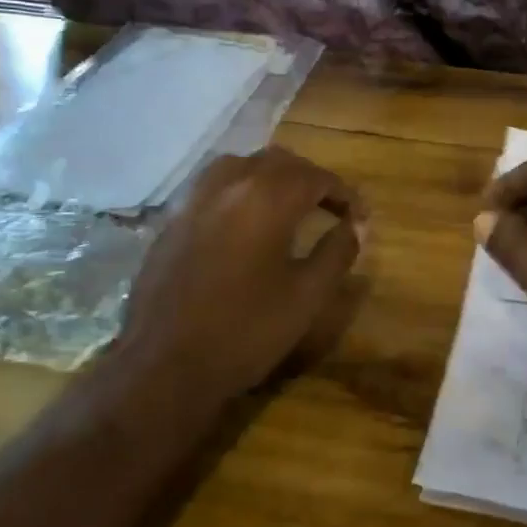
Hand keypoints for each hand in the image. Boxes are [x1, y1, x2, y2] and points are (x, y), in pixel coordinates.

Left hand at [113, 147, 367, 399]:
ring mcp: (193, 201)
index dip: (344, 194)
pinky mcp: (172, 222)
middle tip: (330, 208)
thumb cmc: (246, 331)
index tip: (360, 218)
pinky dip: (239, 192)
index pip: (315, 177)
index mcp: (265, 198)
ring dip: (271, 178)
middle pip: (277, 162)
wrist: (166, 364)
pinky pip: (212, 188)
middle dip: (309, 179)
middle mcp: (228, 185)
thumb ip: (337, 252)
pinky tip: (245, 225)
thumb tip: (356, 225)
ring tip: (288, 207)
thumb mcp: (306, 296)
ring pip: (240, 166)